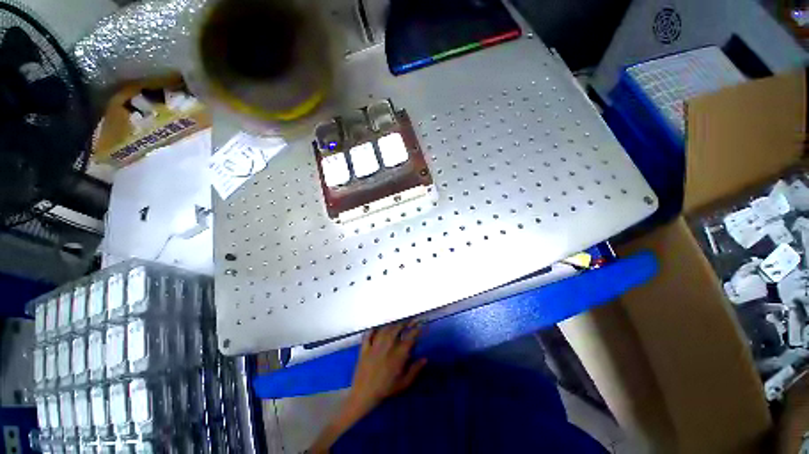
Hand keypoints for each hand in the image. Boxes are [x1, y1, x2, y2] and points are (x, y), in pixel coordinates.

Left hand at [310, 321, 425, 452]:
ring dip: (391, 325)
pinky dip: (373, 330)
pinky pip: (368, 335)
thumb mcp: (404, 383)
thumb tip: (425, 358)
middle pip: (397, 329)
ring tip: (396, 323)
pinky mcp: (364, 348)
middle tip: (409, 321)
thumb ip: (415, 370)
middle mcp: (387, 346)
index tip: (419, 325)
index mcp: (398, 354)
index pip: (409, 337)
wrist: (364, 395)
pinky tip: (376, 328)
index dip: (415, 330)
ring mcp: (375, 346)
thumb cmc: (386, 390)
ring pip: (384, 329)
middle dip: (404, 323)